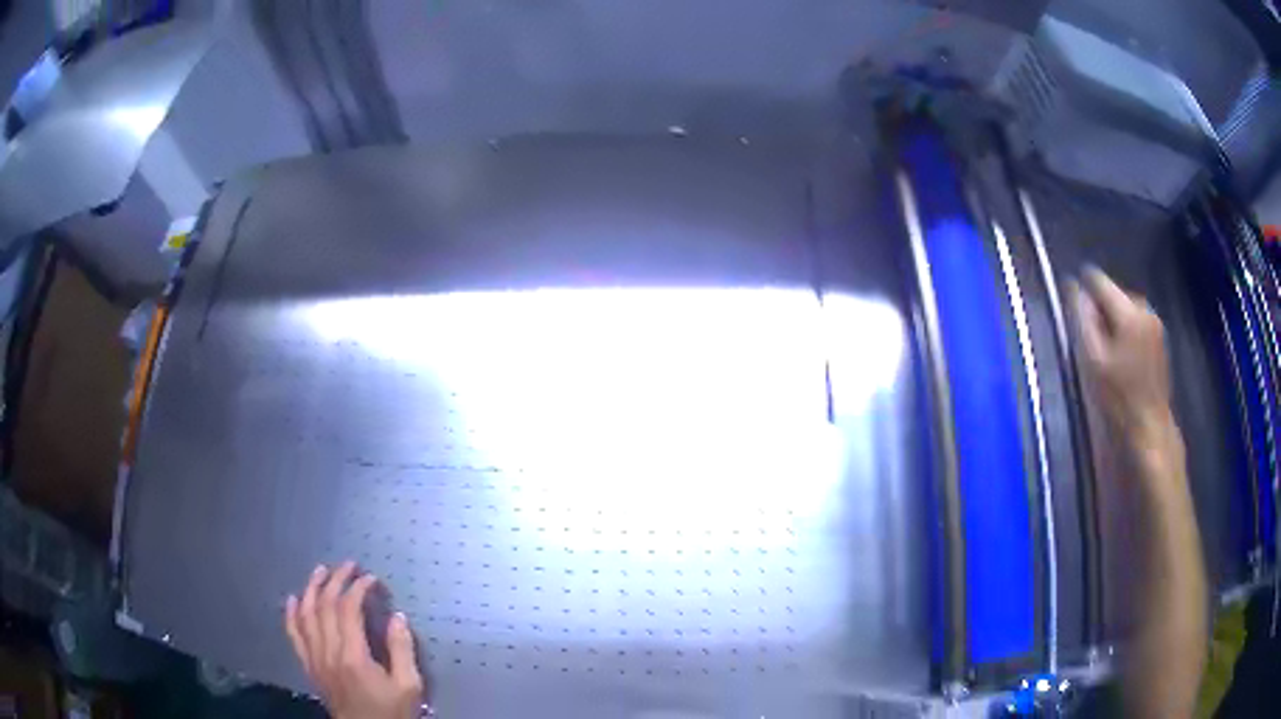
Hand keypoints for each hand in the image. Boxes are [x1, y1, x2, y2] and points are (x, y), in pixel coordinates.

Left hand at [285, 562, 424, 718]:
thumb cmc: (392, 712)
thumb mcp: (408, 686)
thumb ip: (402, 650)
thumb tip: (397, 616)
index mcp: (353, 656)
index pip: (347, 610)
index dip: (357, 588)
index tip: (371, 579)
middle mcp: (328, 653)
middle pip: (324, 607)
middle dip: (336, 581)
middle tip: (349, 566)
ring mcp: (314, 659)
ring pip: (305, 615)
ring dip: (312, 589)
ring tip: (321, 571)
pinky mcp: (309, 666)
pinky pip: (293, 635)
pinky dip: (291, 614)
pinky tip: (292, 599)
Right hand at [1074, 268, 1179, 469]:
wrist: (1149, 427)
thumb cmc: (1118, 397)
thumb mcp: (1093, 359)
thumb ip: (1082, 319)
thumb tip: (1072, 285)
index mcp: (1128, 311)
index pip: (1099, 281)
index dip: (1082, 287)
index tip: (1072, 303)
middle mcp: (1145, 308)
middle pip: (1114, 293)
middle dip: (1100, 309)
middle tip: (1089, 338)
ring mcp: (1155, 323)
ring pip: (1125, 307)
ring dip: (1112, 320)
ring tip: (1104, 347)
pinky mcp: (1159, 337)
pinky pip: (1136, 321)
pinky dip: (1125, 330)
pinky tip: (1120, 354)